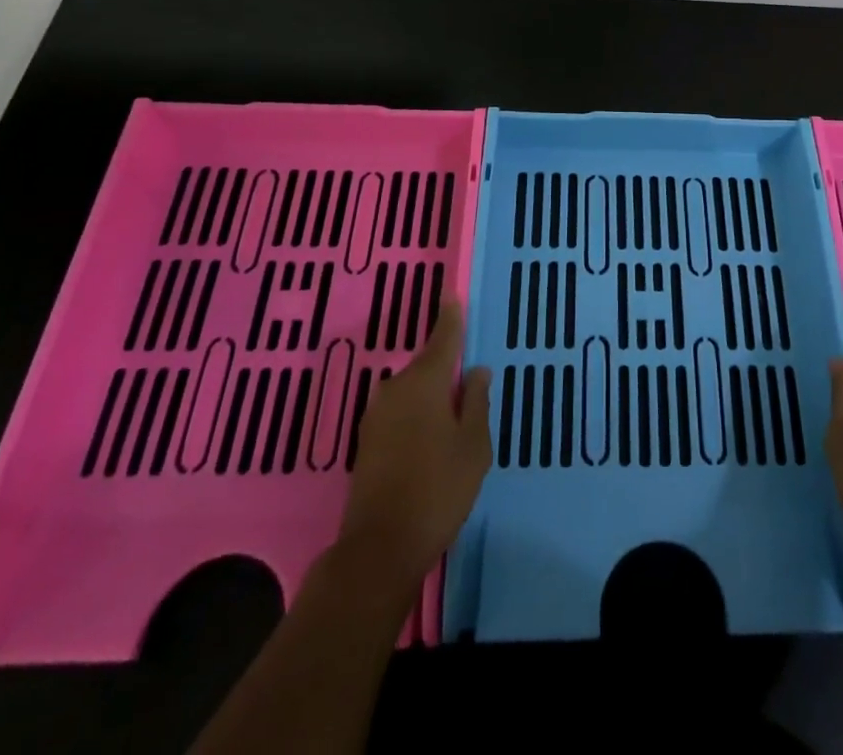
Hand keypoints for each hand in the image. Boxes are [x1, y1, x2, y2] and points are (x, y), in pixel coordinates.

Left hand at [338, 296, 491, 588]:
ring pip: (411, 389)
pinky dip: (416, 412)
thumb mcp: (474, 446)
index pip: (443, 337)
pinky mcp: (366, 440)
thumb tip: (476, 371)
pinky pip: (399, 410)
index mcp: (426, 382)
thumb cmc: (438, 489)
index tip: (452, 295)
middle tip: (468, 377)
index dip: (450, 317)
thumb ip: (476, 402)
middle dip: (446, 365)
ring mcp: (376, 415)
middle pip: (426, 364)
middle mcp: (396, 388)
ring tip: (453, 411)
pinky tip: (429, 434)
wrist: (379, 548)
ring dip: (430, 393)